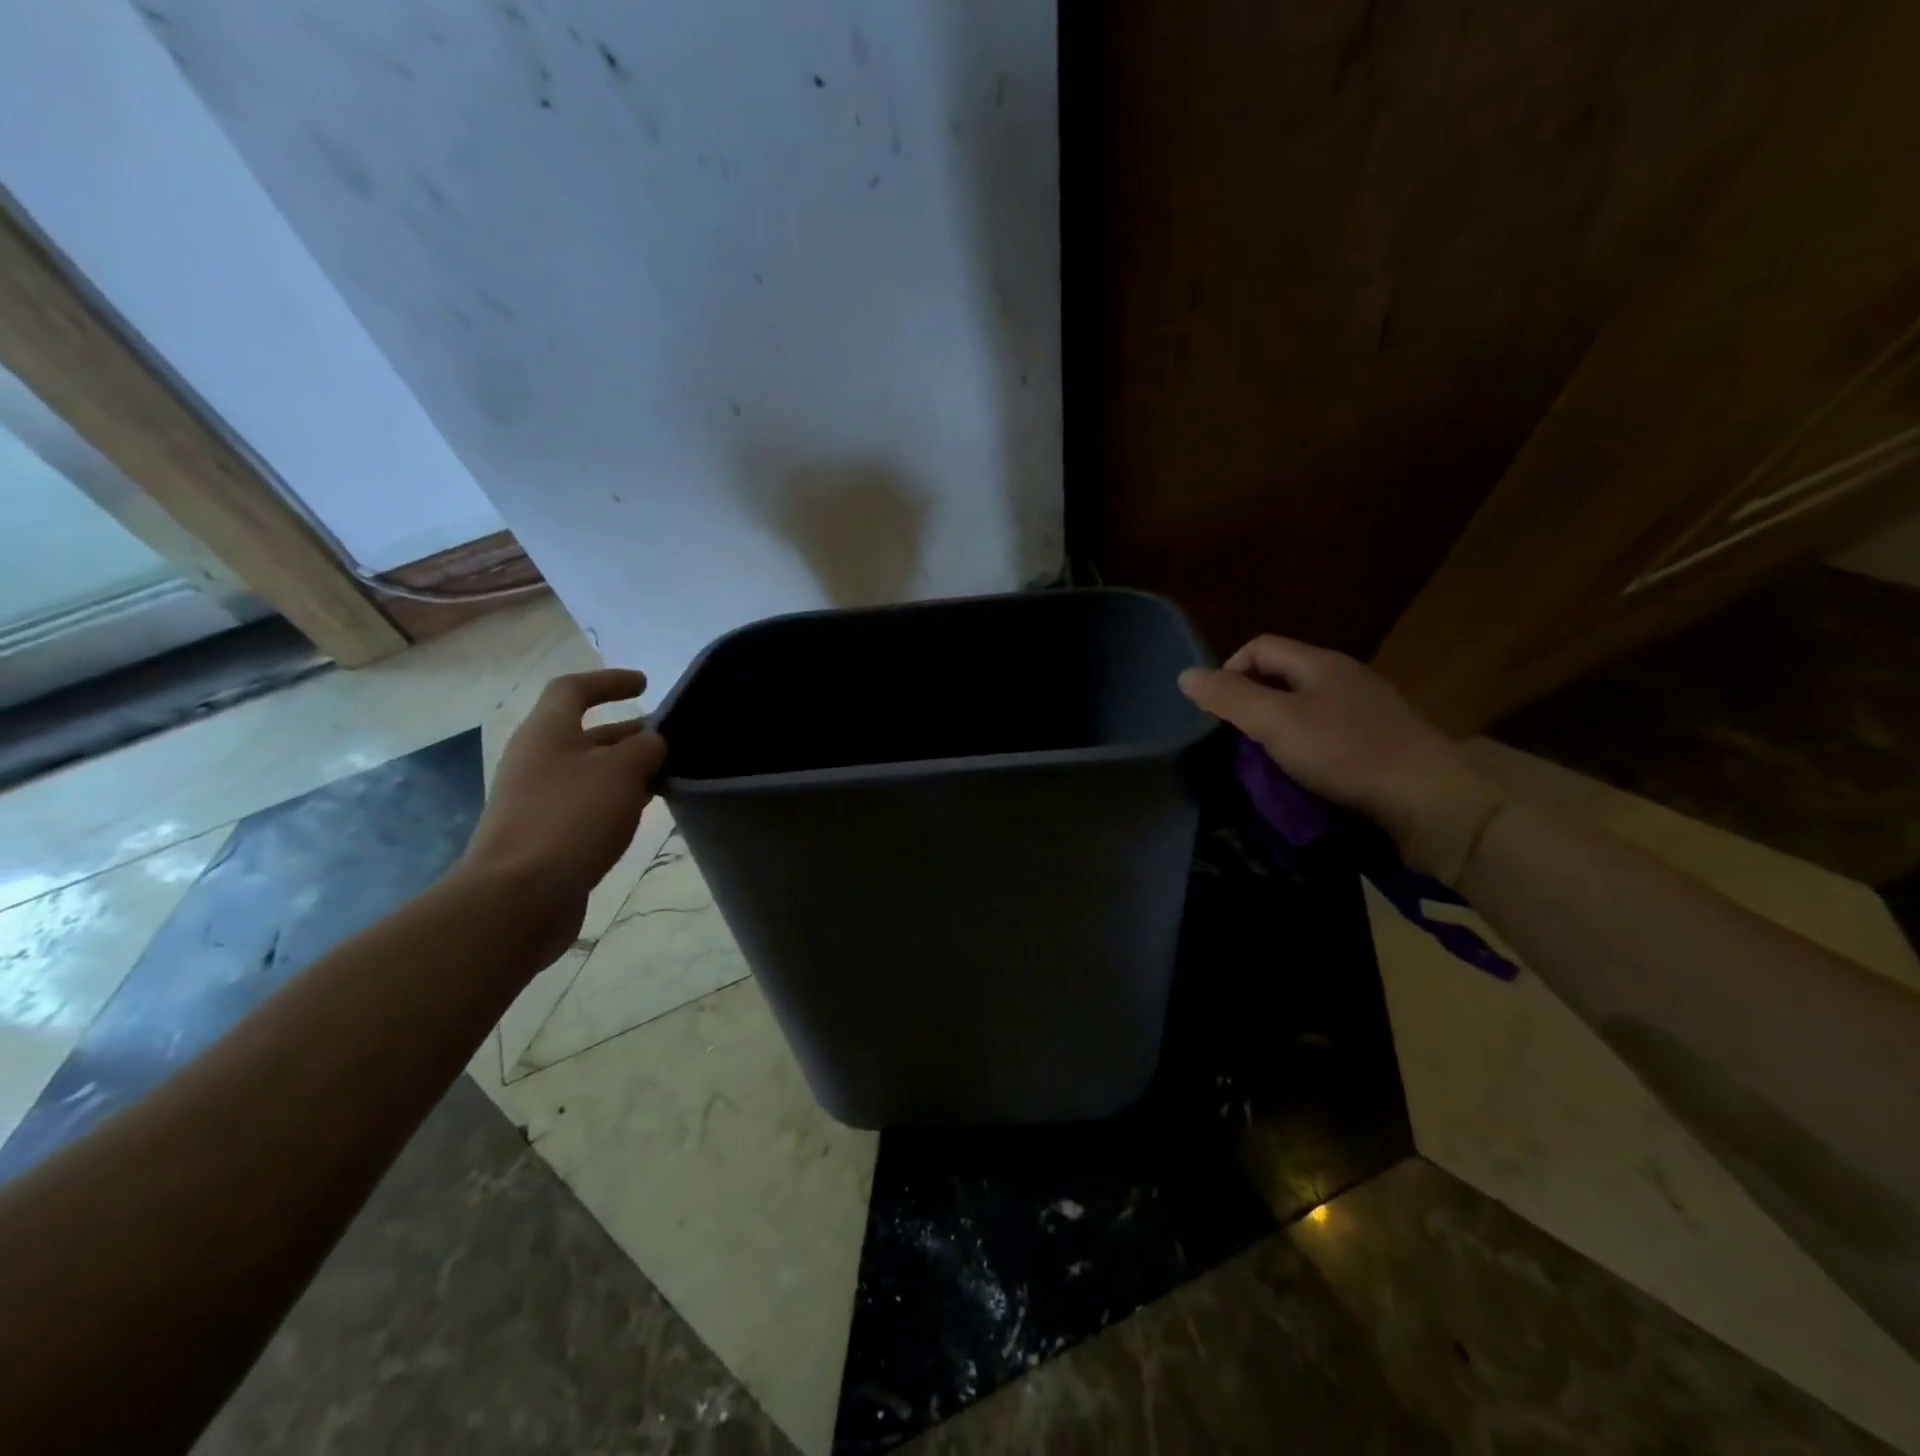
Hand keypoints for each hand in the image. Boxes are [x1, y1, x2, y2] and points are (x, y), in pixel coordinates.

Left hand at [458, 669, 666, 952]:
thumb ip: (645, 748)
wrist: (519, 896)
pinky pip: (588, 803)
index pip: (573, 689)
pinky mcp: (546, 834)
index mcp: (547, 732)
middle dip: (629, 732)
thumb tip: (653, 743)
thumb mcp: (621, 771)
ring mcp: (538, 799)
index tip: (645, 684)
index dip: (608, 681)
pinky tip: (643, 811)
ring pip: (591, 771)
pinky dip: (617, 799)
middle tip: (672, 738)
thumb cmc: (571, 817)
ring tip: (668, 774)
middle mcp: (537, 760)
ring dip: (627, 768)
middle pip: (586, 733)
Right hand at [1178, 636, 1504, 882]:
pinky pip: (1327, 731)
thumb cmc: (1346, 753)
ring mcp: (1366, 708)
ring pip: (1304, 706)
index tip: (1218, 713)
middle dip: (1251, 703)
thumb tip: (1185, 675)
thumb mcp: (1276, 723)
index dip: (1229, 671)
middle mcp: (1344, 676)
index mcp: (1320, 662)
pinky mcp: (1379, 740)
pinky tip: (1305, 773)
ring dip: (1277, 728)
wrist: (1430, 801)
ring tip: (1267, 761)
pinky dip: (1306, 746)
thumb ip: (1230, 698)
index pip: (1259, 646)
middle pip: (1281, 676)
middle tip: (1239, 741)